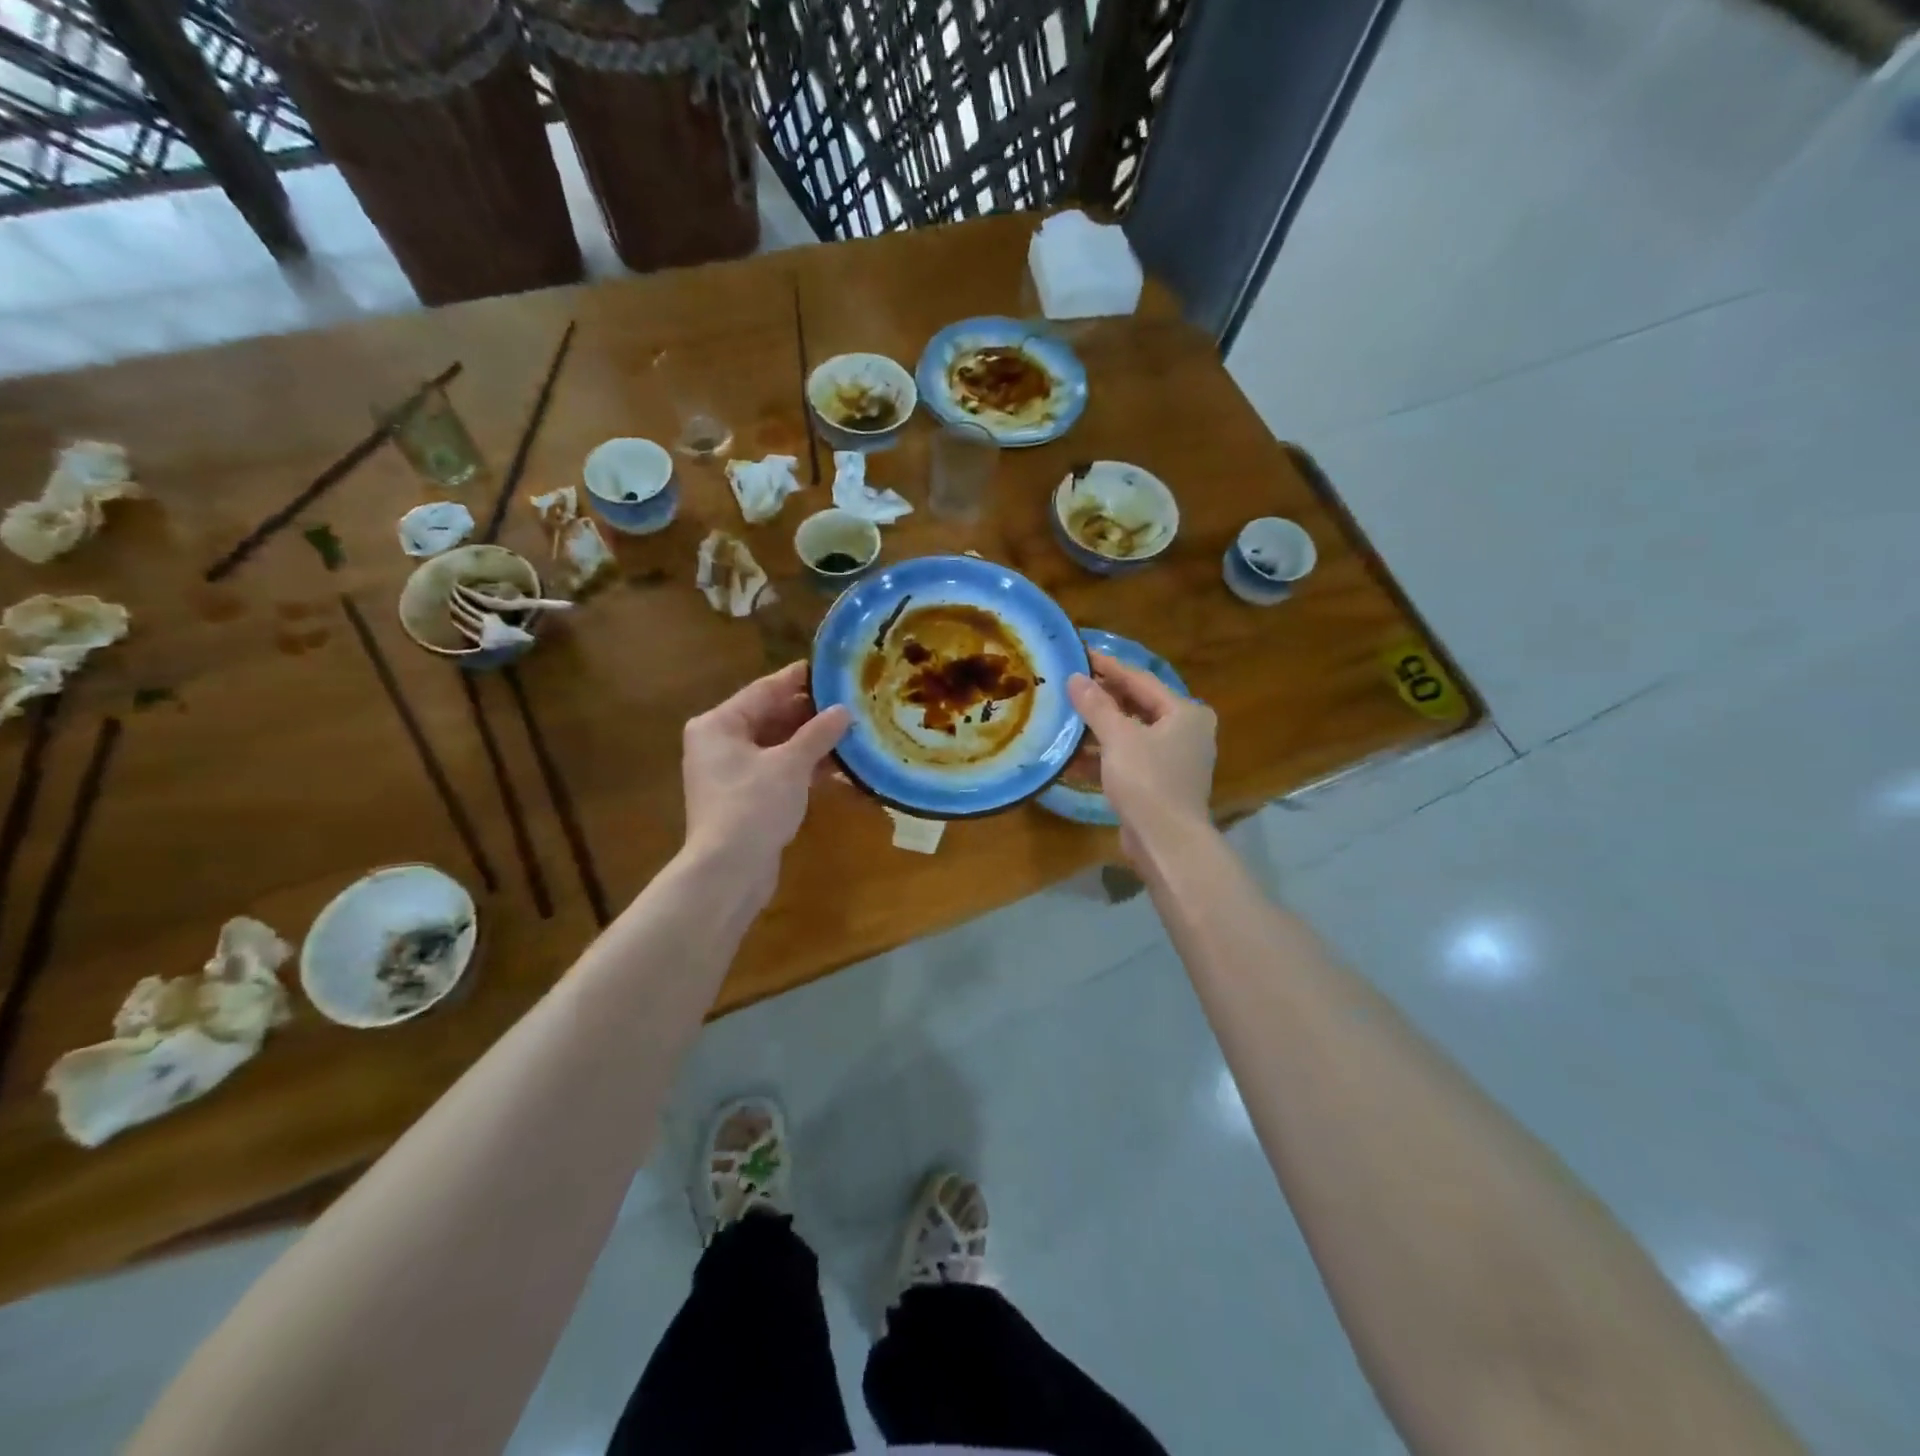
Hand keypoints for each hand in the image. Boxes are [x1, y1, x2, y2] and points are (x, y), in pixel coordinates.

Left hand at [682, 661, 849, 886]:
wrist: (728, 871)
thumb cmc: (753, 806)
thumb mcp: (790, 765)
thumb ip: (818, 734)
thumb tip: (844, 710)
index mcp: (719, 724)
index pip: (765, 689)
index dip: (800, 679)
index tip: (833, 668)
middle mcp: (720, 743)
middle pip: (771, 717)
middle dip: (811, 714)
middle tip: (851, 701)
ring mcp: (731, 773)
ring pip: (777, 746)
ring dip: (812, 743)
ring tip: (853, 731)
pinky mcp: (745, 798)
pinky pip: (778, 771)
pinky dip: (804, 768)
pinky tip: (840, 767)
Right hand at [1067, 651, 1216, 859]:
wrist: (1167, 842)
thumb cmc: (1147, 781)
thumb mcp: (1118, 738)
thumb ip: (1096, 705)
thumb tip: (1076, 678)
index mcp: (1185, 713)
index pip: (1141, 680)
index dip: (1109, 668)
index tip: (1081, 655)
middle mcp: (1185, 732)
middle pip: (1138, 707)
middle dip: (1102, 700)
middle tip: (1070, 686)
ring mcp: (1174, 761)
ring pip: (1131, 735)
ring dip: (1099, 730)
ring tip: (1066, 719)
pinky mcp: (1160, 785)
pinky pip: (1128, 760)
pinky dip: (1104, 757)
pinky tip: (1072, 758)